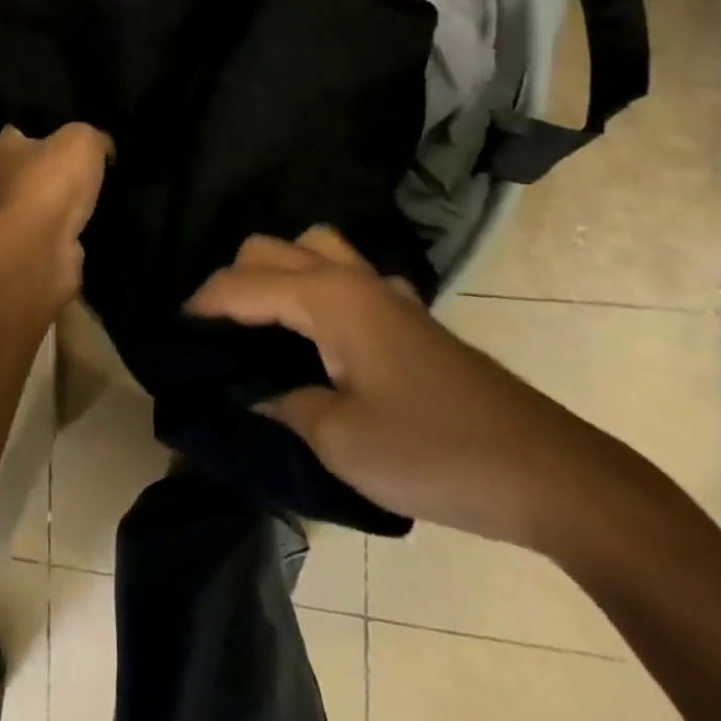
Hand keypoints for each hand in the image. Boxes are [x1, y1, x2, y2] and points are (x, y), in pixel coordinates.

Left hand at [0, 124, 112, 299]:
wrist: (47, 244)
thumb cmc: (53, 179)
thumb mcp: (82, 138)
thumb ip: (93, 135)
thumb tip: (103, 147)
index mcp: (3, 148)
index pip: (19, 128)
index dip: (45, 124)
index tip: (72, 123)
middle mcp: (5, 179)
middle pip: (38, 163)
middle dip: (63, 161)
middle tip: (99, 154)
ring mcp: (22, 214)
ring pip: (53, 194)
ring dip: (74, 194)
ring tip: (108, 183)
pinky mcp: (40, 240)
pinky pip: (65, 222)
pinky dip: (81, 219)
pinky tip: (105, 211)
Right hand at [186, 226, 630, 550]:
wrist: (547, 474)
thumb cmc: (434, 452)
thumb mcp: (339, 441)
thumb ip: (280, 403)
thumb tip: (246, 389)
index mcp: (327, 297)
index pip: (242, 284)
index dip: (202, 304)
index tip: (173, 331)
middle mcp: (352, 278)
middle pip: (271, 247)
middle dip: (233, 278)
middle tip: (215, 331)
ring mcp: (387, 292)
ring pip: (314, 246)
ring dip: (279, 269)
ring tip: (263, 320)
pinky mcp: (411, 315)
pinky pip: (350, 274)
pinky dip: (320, 285)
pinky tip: (324, 334)